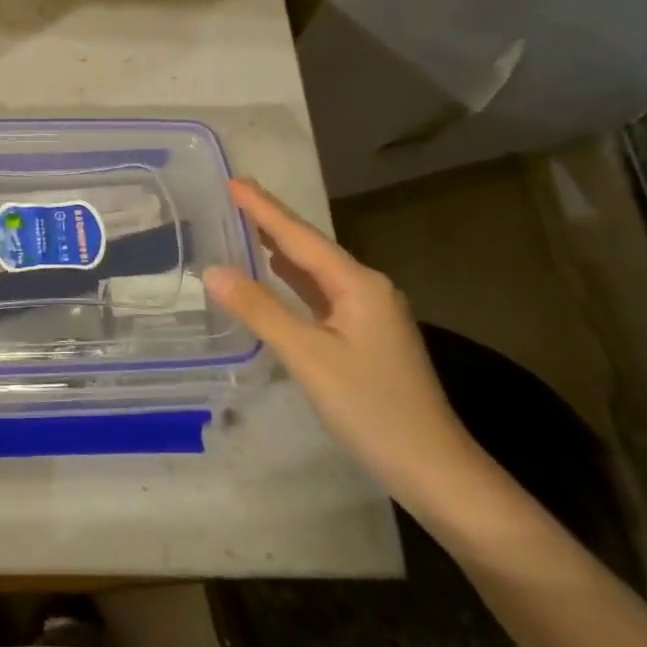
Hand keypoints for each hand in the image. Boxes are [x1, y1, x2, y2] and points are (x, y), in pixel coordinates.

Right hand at [204, 179, 485, 515]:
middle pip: (310, 247)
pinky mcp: (365, 336)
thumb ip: (261, 310)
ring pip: (316, 271)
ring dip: (281, 249)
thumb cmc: (371, 407)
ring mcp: (369, 313)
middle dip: (271, 221)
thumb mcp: (309, 357)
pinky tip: (277, 276)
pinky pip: (321, 294)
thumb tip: (214, 271)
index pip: (299, 237)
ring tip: (246, 226)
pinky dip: (293, 280)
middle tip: (233, 195)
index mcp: (357, 284)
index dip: (263, 208)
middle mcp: (366, 288)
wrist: (432, 468)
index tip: (232, 179)